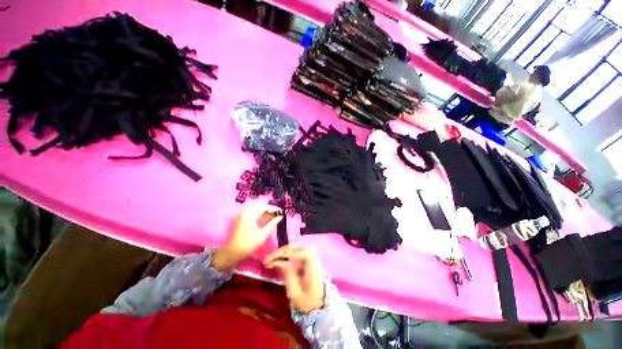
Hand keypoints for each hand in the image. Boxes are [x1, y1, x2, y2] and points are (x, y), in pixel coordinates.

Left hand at [212, 205, 282, 271]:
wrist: (231, 254)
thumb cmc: (248, 245)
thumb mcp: (262, 235)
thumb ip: (272, 224)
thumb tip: (280, 217)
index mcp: (249, 215)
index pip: (264, 207)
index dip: (274, 209)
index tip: (281, 212)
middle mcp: (245, 213)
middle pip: (260, 208)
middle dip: (270, 211)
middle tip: (279, 215)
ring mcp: (242, 217)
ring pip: (257, 211)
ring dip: (266, 214)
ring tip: (274, 218)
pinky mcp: (241, 221)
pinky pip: (253, 215)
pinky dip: (260, 217)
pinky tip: (266, 221)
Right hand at [264, 245, 324, 313]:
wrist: (318, 305)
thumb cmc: (307, 302)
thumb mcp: (296, 292)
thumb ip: (288, 275)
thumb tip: (280, 261)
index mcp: (312, 264)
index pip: (299, 252)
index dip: (287, 253)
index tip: (273, 261)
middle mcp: (311, 256)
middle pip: (295, 248)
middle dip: (280, 253)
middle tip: (266, 261)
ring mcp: (308, 257)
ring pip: (293, 249)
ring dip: (280, 254)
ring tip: (268, 262)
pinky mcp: (304, 260)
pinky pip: (293, 254)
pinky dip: (283, 256)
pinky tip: (275, 262)